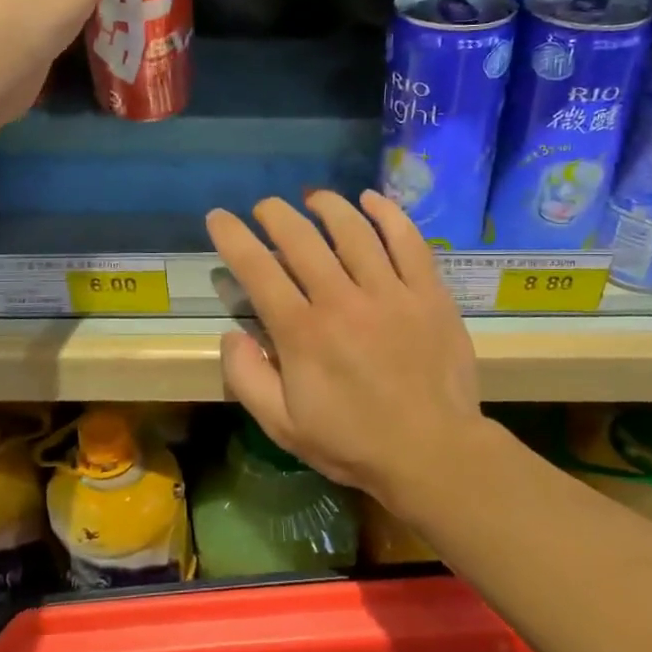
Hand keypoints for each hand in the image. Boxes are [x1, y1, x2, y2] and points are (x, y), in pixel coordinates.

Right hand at [206, 190, 484, 506]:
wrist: (433, 453)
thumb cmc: (353, 442)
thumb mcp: (283, 426)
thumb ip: (247, 379)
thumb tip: (231, 335)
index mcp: (302, 332)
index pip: (258, 269)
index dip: (233, 237)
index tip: (219, 217)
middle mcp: (342, 301)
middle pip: (302, 239)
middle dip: (276, 214)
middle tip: (266, 207)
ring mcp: (390, 293)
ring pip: (354, 230)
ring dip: (328, 206)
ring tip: (314, 198)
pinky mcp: (429, 293)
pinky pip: (408, 241)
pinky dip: (388, 214)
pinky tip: (371, 200)